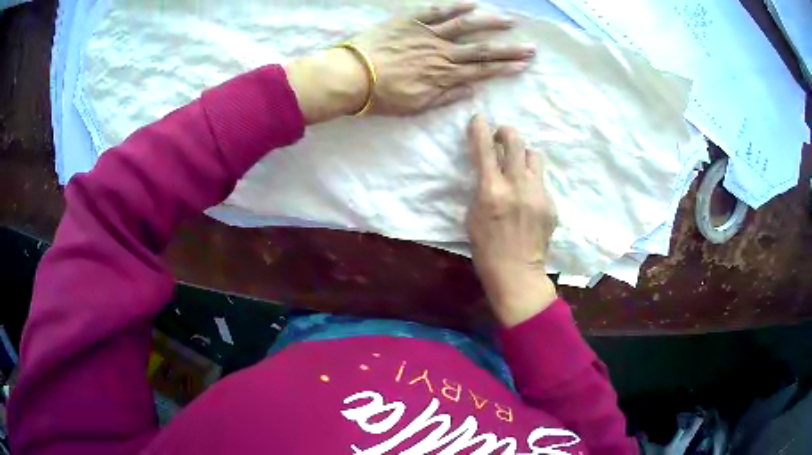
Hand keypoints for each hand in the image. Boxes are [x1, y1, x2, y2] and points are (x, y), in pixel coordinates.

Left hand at [285, 3, 534, 122]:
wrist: (351, 77)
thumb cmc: (382, 97)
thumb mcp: (416, 107)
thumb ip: (446, 97)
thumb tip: (472, 92)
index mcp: (444, 76)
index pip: (482, 71)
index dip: (505, 68)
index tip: (524, 65)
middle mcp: (443, 53)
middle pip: (482, 50)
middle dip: (509, 49)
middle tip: (530, 47)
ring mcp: (428, 35)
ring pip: (465, 27)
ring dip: (490, 23)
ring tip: (510, 21)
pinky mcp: (411, 22)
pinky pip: (437, 11)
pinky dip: (456, 7)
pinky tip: (473, 4)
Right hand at [466, 114, 557, 326]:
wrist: (517, 272)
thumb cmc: (486, 247)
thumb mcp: (473, 215)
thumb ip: (482, 188)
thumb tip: (490, 169)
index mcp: (491, 191)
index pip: (485, 149)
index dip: (480, 129)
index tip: (479, 118)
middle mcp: (517, 186)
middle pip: (516, 142)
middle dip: (507, 132)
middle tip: (502, 136)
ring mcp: (538, 194)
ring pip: (535, 157)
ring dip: (524, 156)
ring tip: (519, 168)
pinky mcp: (551, 204)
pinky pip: (541, 182)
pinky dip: (532, 183)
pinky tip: (528, 199)